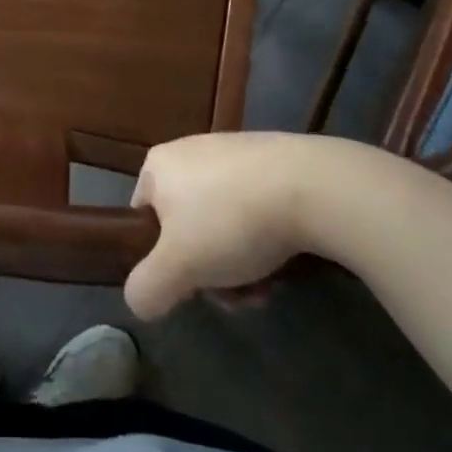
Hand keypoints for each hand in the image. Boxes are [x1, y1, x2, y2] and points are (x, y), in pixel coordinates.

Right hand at [124, 133, 397, 318]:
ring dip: (240, 262)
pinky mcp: (272, 159)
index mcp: (158, 165)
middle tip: (236, 294)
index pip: (143, 218)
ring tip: (267, 286)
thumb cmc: (230, 221)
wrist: (311, 186)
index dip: (162, 260)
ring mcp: (233, 152)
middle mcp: (189, 150)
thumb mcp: (177, 267)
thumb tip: (140, 300)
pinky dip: (265, 237)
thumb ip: (146, 289)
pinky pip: (255, 206)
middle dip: (210, 269)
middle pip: (187, 227)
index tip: (192, 285)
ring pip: (224, 223)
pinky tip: (288, 260)